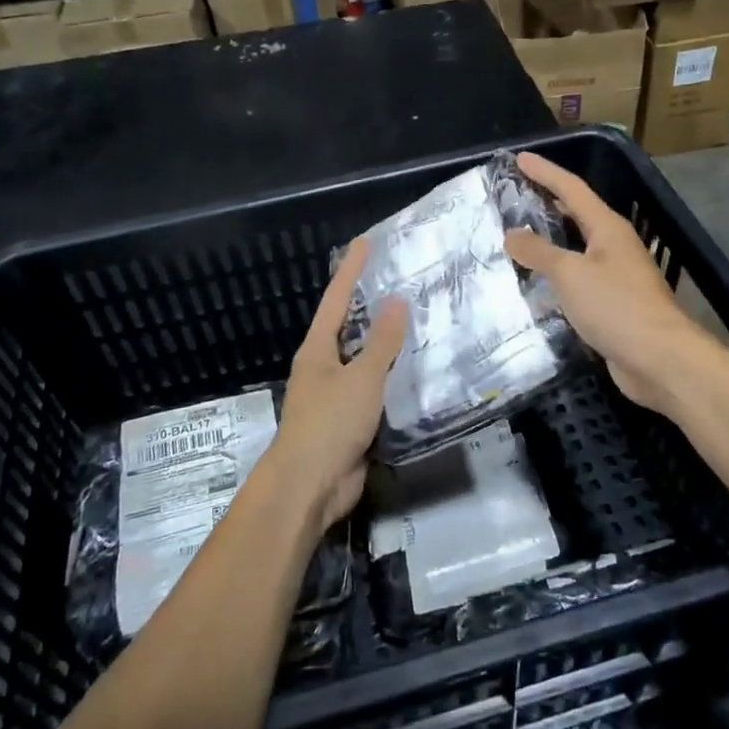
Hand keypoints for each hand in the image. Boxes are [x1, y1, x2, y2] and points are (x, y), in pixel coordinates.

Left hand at [260, 237, 405, 530]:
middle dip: (371, 305)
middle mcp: (324, 366)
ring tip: (418, 321)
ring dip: (387, 344)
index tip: (365, 242)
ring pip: (365, 361)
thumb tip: (396, 301)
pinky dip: (393, 378)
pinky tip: (416, 372)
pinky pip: (376, 391)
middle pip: (350, 327)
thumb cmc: (330, 423)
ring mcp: (336, 395)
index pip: (337, 299)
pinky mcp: (351, 421)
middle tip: (401, 280)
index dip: (352, 270)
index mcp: (318, 349)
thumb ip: (381, 342)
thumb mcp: (361, 378)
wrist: (310, 486)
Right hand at [504, 151, 716, 413]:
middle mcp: (613, 246)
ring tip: (515, 240)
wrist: (660, 359)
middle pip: (576, 216)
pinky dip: (555, 279)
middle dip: (546, 205)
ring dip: (548, 244)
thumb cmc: (616, 305)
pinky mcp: (612, 306)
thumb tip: (512, 234)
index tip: (519, 158)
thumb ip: (538, 251)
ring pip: (575, 251)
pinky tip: (535, 287)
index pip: (571, 189)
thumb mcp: (570, 273)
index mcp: (607, 228)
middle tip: (513, 198)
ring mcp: (615, 277)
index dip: (545, 172)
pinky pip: (577, 283)